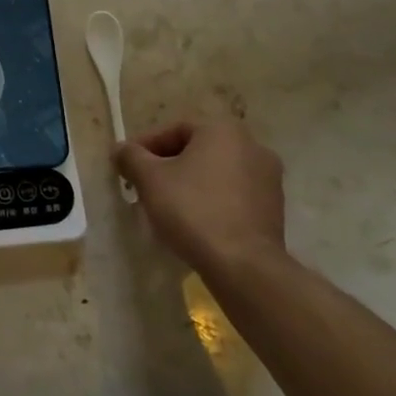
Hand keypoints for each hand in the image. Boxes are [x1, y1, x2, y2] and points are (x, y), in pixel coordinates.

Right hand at [113, 117, 285, 271]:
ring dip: (189, 183)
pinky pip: (232, 194)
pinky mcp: (274, 208)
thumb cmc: (192, 210)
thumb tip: (121, 149)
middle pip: (196, 149)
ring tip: (165, 205)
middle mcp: (252, 146)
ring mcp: (268, 179)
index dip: (145, 146)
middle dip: (167, 165)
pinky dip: (210, 200)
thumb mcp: (149, 179)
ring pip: (215, 173)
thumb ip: (131, 157)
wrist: (243, 265)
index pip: (174, 129)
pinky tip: (193, 221)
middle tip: (143, 184)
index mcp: (223, 130)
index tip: (126, 166)